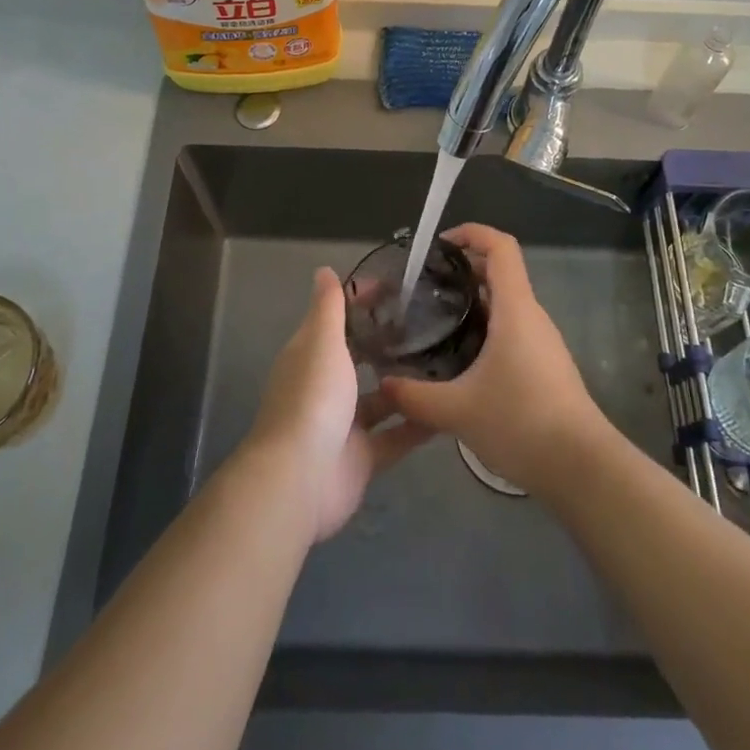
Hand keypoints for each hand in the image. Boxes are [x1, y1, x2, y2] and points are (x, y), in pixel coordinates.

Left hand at [242, 267, 434, 543]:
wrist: (300, 479)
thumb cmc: (312, 399)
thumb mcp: (321, 342)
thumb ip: (328, 308)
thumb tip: (324, 269)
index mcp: (312, 356)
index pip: (338, 319)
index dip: (363, 303)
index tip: (398, 289)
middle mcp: (327, 387)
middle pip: (360, 358)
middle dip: (389, 344)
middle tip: (432, 325)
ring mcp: (345, 425)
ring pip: (381, 399)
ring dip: (407, 385)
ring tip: (448, 363)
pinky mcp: (363, 458)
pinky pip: (396, 437)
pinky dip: (418, 425)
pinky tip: (449, 410)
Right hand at [378, 223, 608, 495]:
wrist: (582, 469)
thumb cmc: (521, 423)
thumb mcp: (458, 411)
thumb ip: (415, 395)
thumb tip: (383, 384)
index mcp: (515, 309)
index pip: (501, 247)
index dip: (472, 233)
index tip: (439, 244)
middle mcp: (531, 316)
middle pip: (499, 272)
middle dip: (461, 269)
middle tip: (423, 286)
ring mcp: (541, 341)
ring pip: (504, 304)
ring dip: (471, 302)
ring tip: (434, 319)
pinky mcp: (544, 365)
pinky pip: (511, 329)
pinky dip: (484, 328)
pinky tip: (459, 358)